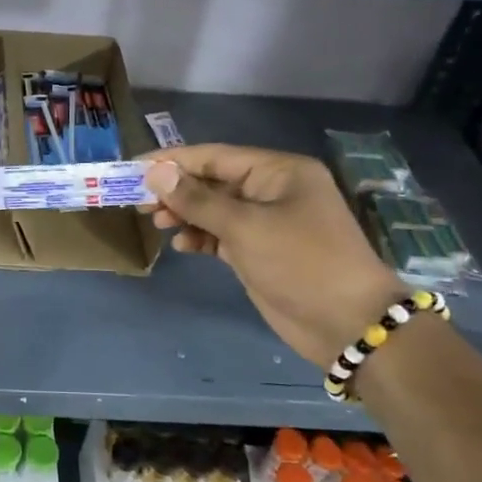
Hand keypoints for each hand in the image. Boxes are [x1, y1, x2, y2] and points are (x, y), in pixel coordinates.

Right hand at [142, 145, 404, 366]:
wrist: (348, 324)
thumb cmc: (301, 263)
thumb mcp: (245, 227)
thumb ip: (197, 200)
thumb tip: (155, 173)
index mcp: (278, 171)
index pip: (215, 156)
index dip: (172, 161)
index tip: (133, 168)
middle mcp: (272, 190)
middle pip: (212, 181)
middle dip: (176, 190)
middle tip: (137, 201)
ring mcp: (267, 222)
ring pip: (214, 208)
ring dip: (184, 214)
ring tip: (156, 222)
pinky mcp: (260, 251)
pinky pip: (221, 234)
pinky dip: (200, 237)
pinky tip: (181, 245)